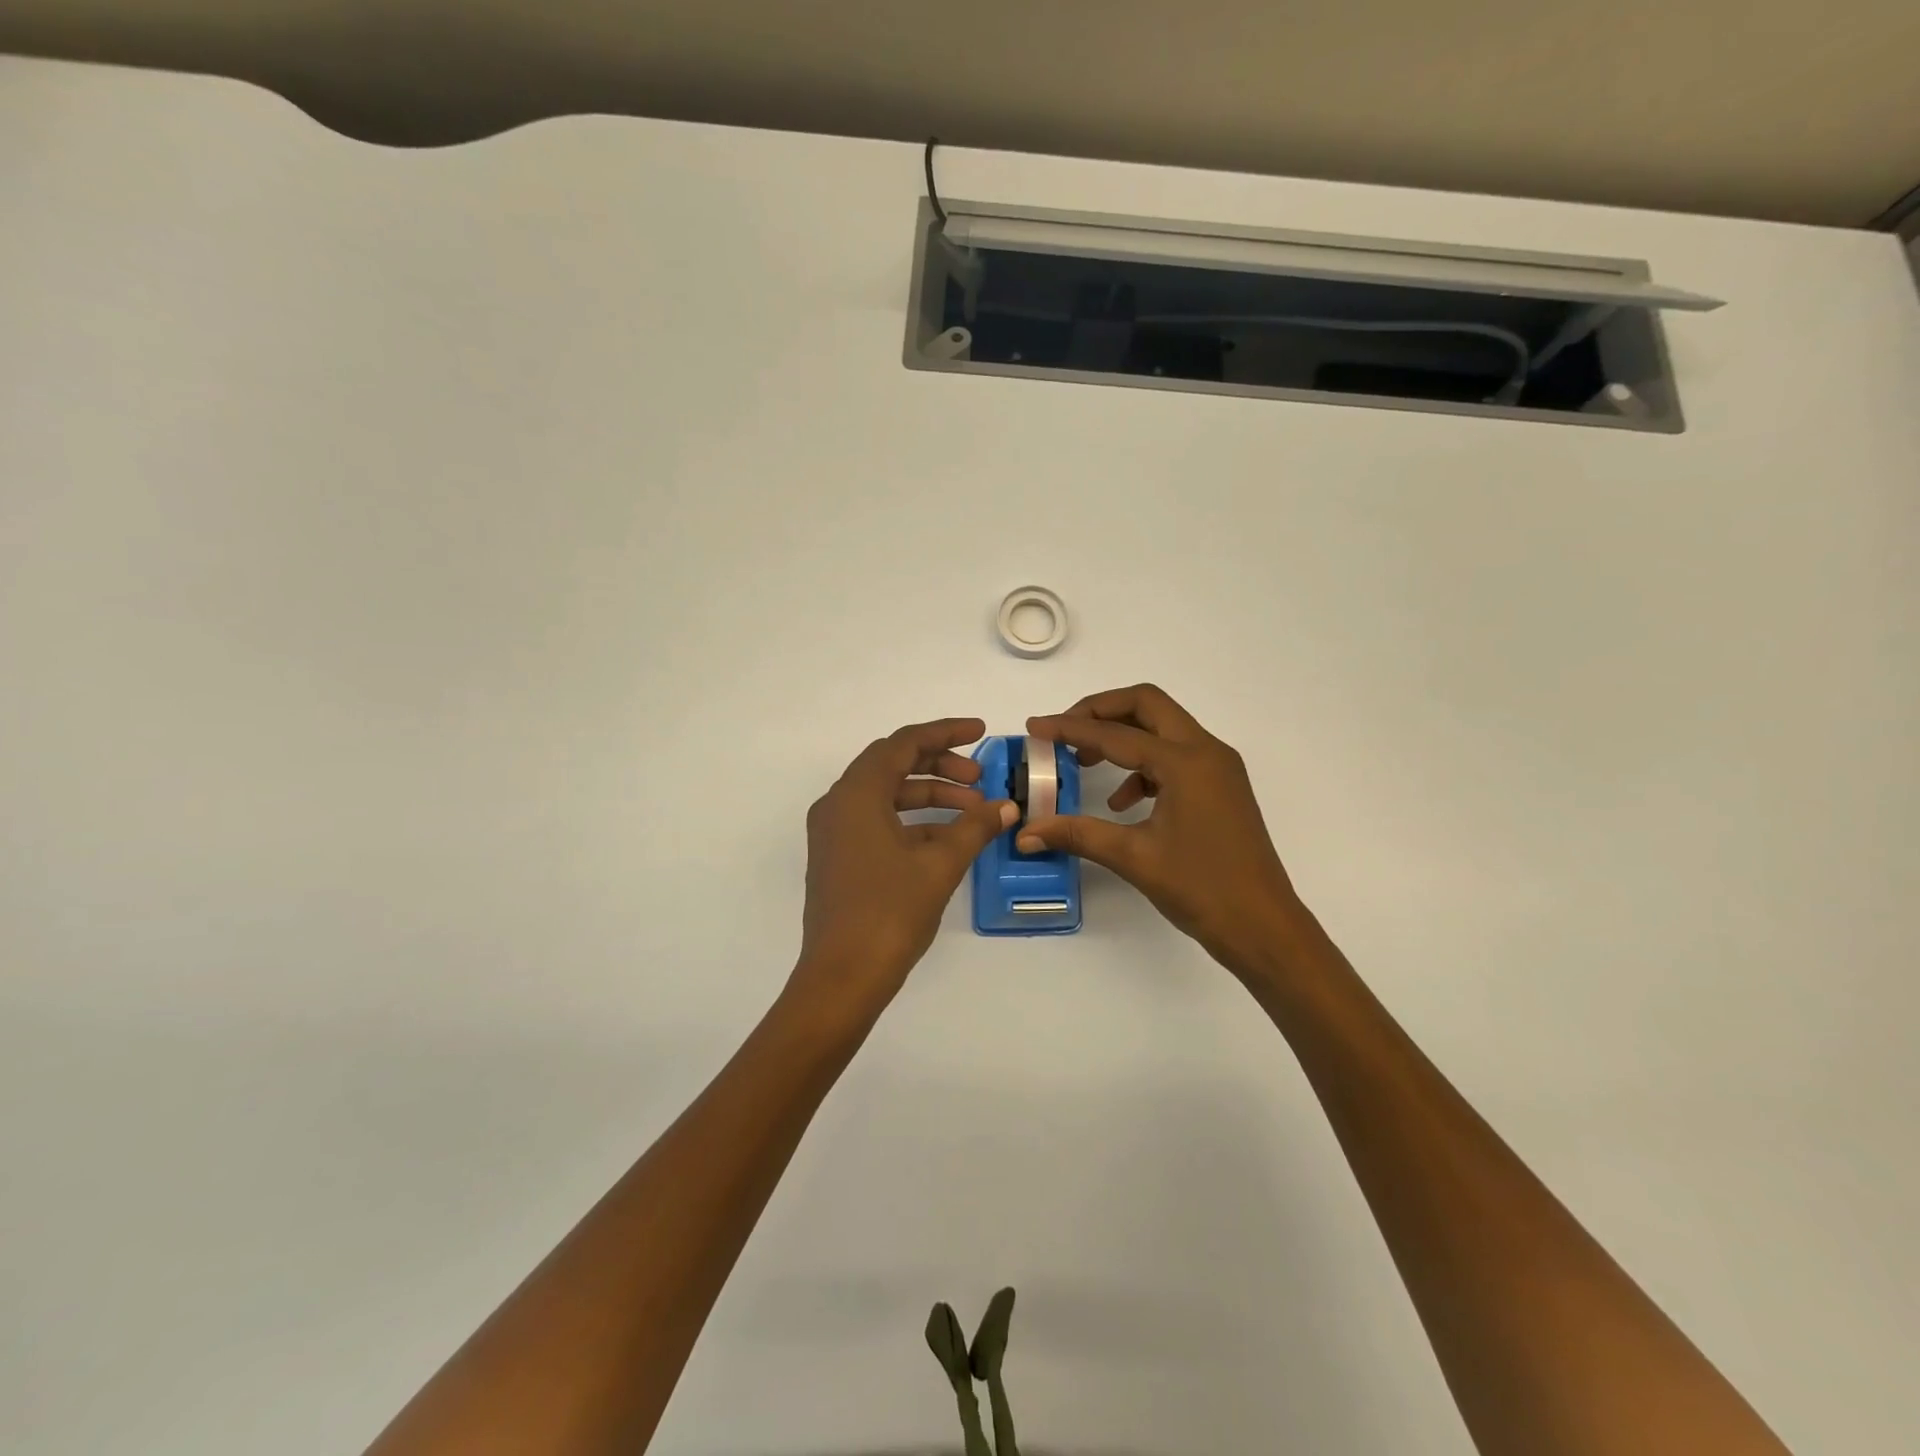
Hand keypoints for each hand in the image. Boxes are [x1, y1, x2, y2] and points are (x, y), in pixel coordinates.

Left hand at [790, 718, 1015, 1018]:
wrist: (843, 977)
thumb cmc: (890, 912)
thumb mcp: (940, 864)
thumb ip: (974, 827)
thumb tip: (1006, 807)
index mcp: (856, 794)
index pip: (903, 743)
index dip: (945, 732)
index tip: (981, 732)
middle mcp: (838, 804)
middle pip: (892, 765)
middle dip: (939, 765)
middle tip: (980, 779)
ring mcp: (834, 833)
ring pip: (886, 795)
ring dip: (929, 796)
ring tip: (973, 811)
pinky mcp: (838, 857)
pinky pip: (878, 821)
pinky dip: (912, 822)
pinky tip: (947, 839)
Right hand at [1019, 685, 1304, 976]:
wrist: (1263, 927)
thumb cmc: (1202, 889)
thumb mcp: (1133, 857)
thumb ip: (1077, 834)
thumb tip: (1026, 832)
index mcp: (1185, 762)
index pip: (1116, 733)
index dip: (1069, 728)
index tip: (1035, 727)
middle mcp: (1206, 751)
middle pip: (1147, 705)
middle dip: (1100, 711)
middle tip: (1064, 732)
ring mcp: (1218, 768)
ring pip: (1163, 727)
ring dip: (1122, 735)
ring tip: (1085, 763)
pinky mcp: (1220, 786)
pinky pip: (1175, 756)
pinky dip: (1143, 764)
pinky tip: (1121, 801)